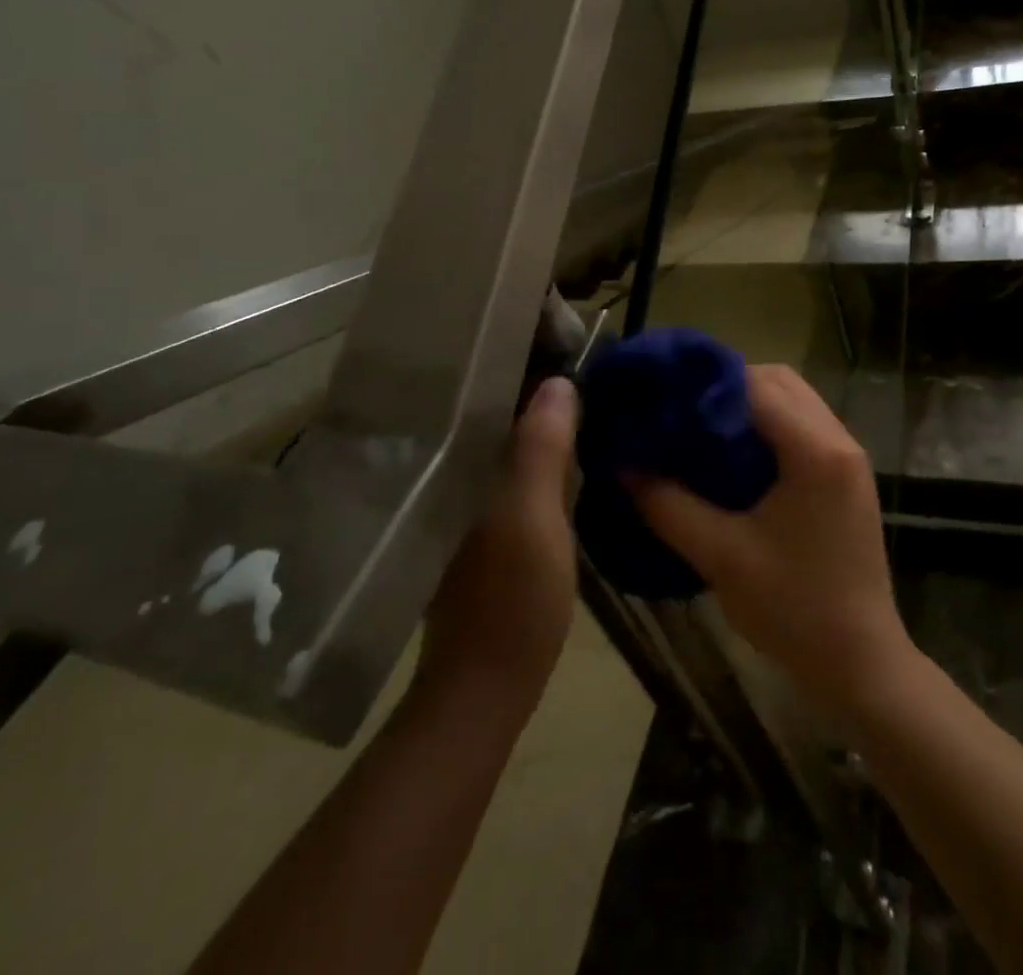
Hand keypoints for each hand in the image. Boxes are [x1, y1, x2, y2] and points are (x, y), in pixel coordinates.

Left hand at [417, 376, 579, 709]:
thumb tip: (559, 382)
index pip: (483, 395)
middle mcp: (448, 476)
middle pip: (490, 415)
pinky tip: (556, 449)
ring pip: (497, 443)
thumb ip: (542, 450)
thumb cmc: (511, 598)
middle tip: (573, 361)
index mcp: (456, 467)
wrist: (484, 685)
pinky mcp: (474, 526)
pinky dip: (527, 454)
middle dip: (527, 387)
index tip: (554, 337)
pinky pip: (502, 470)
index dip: (518, 363)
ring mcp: (459, 502)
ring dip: (529, 420)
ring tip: (570, 393)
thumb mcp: (535, 517)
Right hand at [630, 364, 911, 713]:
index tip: (664, 397)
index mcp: (815, 453)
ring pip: (793, 398)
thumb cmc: (794, 610)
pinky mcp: (846, 474)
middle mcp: (838, 440)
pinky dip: (768, 423)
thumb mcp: (720, 556)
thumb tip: (623, 466)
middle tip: (683, 411)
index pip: (755, 386)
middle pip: (779, 380)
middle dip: (727, 385)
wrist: (860, 663)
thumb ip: (668, 505)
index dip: (706, 384)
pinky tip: (736, 454)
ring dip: (749, 402)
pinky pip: (803, 423)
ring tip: (703, 429)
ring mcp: (848, 455)